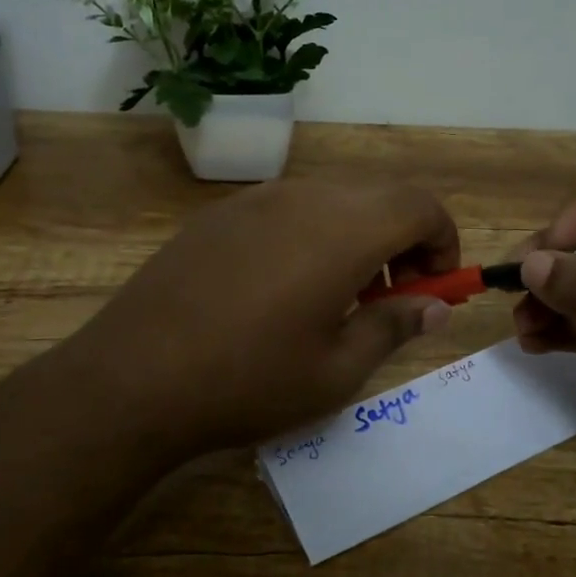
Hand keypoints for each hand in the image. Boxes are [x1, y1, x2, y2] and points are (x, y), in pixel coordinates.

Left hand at [58, 179, 458, 453]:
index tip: (433, 288)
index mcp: (344, 231)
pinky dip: (312, 235)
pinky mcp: (219, 214)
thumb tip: (434, 307)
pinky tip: (281, 289)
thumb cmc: (249, 380)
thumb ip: (394, 327)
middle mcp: (304, 198)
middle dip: (403, 240)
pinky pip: (287, 208)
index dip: (442, 241)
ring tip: (335, 298)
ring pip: (332, 199)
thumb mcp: (336, 370)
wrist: (133, 377)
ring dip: (357, 236)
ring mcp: (256, 199)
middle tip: (390, 298)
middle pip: (379, 196)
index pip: (421, 205)